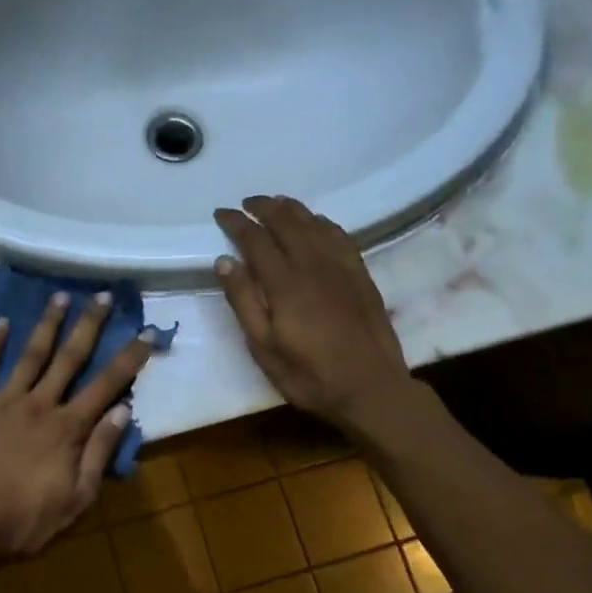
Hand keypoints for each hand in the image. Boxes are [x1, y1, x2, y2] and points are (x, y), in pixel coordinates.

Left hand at [0, 291, 159, 563]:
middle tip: (102, 295)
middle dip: (89, 324)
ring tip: (61, 295)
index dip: (130, 357)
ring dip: (48, 323)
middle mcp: (40, 404)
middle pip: (70, 357)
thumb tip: (123, 410)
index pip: (107, 384)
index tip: (146, 331)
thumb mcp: (77, 498)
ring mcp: (5, 401)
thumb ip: (100, 452)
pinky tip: (3, 321)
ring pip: (31, 354)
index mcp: (68, 427)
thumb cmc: (27, 519)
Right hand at [213, 195, 423, 431]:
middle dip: (263, 207)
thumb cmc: (309, 375)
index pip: (255, 240)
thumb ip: (244, 301)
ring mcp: (341, 267)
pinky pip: (340, 236)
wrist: (371, 389)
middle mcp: (313, 265)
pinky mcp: (361, 275)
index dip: (236, 223)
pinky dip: (323, 222)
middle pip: (286, 222)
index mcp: (284, 283)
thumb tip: (224, 260)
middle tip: (246, 203)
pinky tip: (316, 222)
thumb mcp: (264, 347)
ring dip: (292, 209)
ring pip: (314, 224)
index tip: (221, 213)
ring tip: (276, 203)